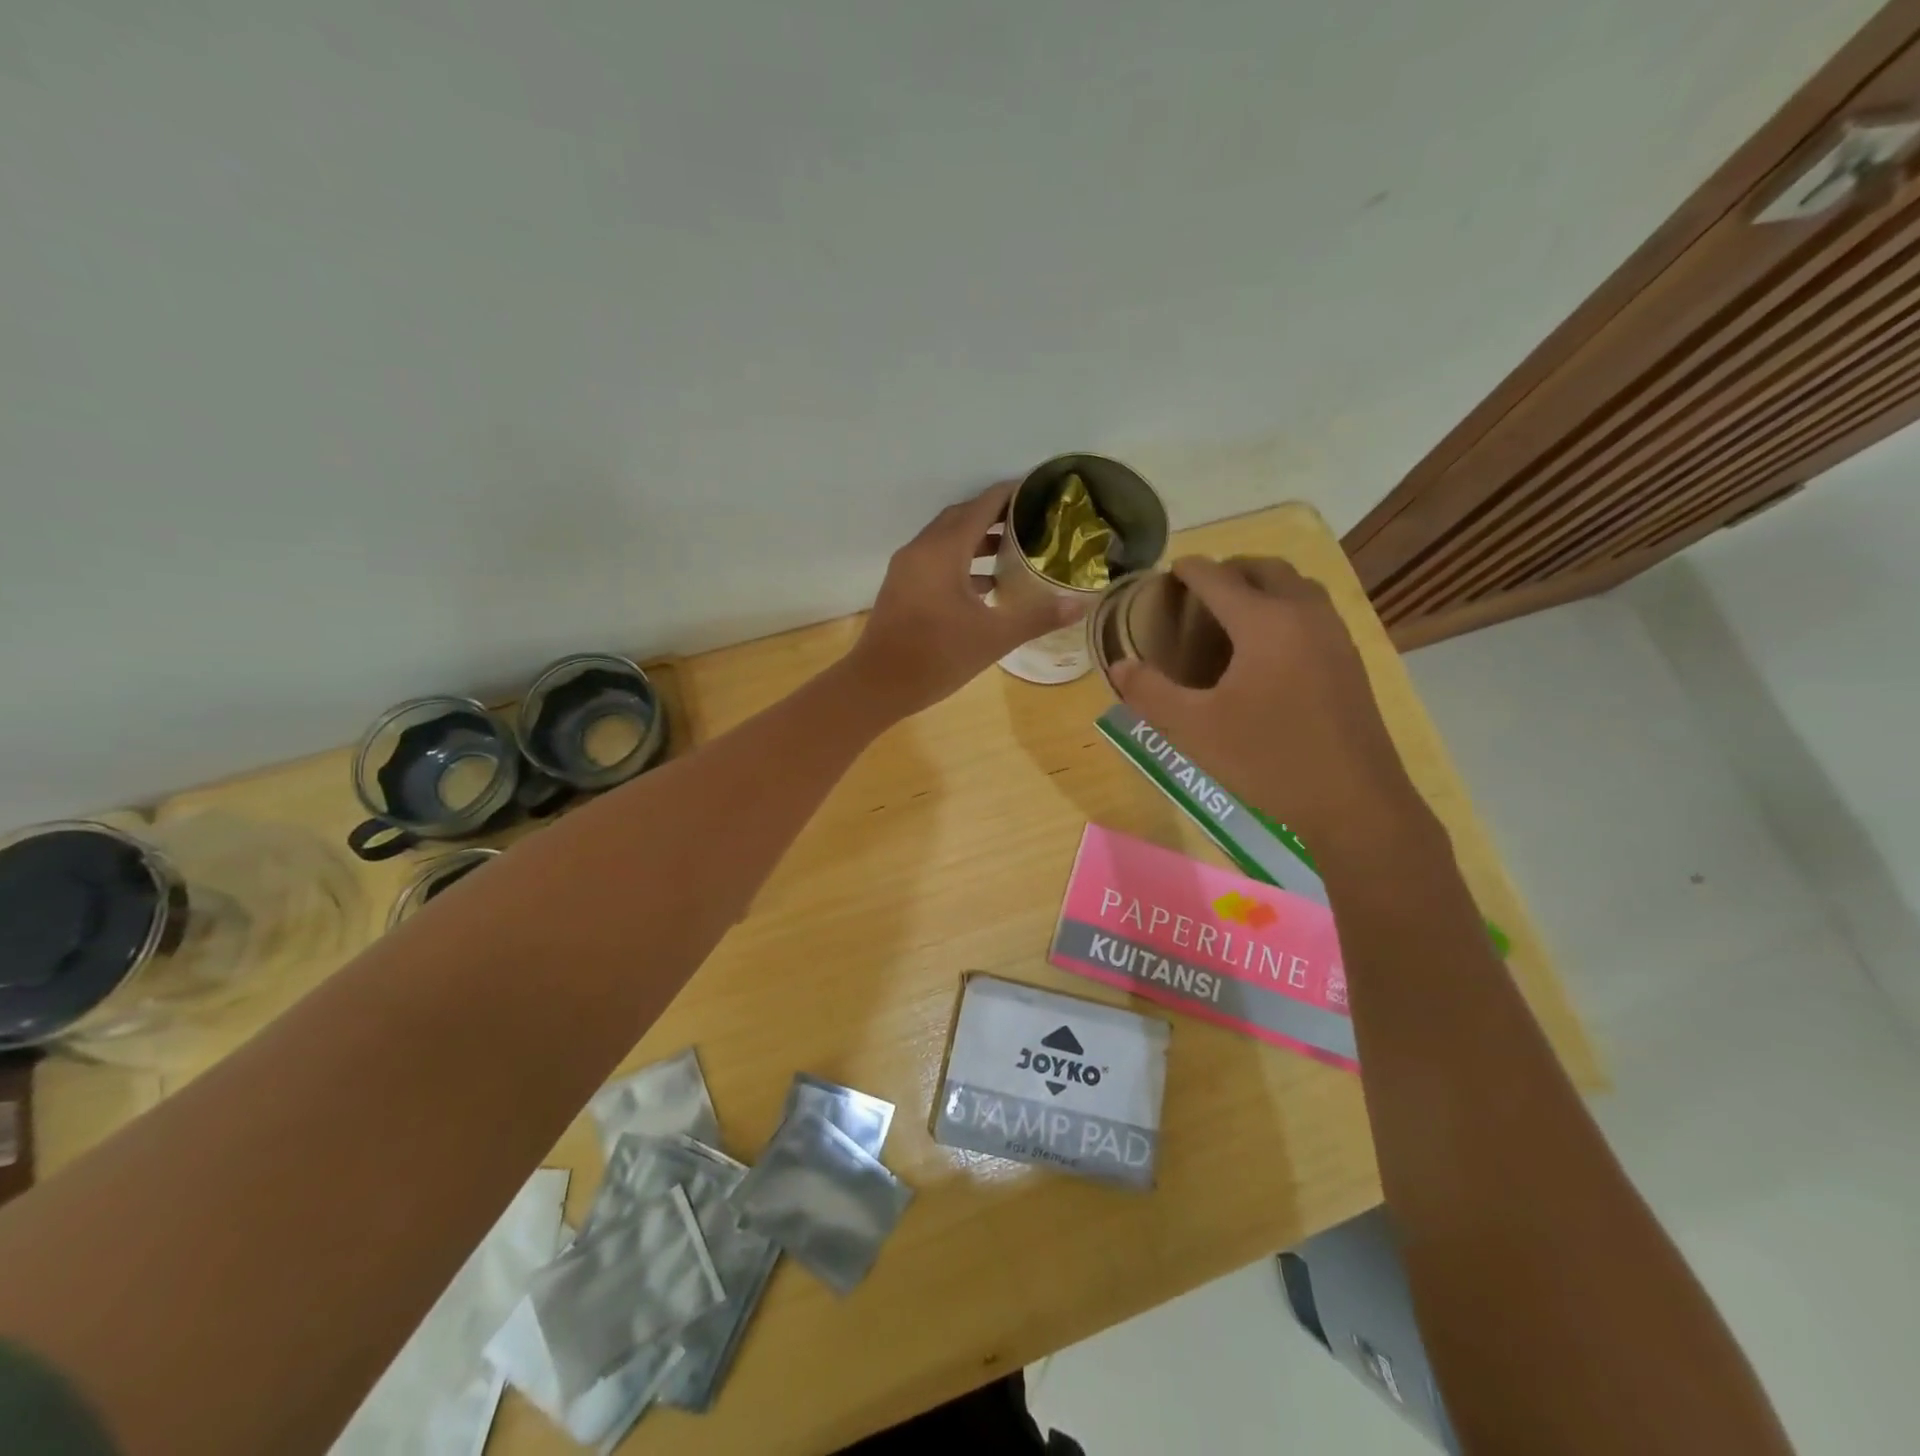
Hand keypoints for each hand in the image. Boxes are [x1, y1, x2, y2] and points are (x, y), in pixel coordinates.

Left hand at [845, 481, 1085, 717]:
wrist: (877, 685)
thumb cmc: (936, 656)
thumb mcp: (993, 637)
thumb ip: (1036, 617)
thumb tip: (1079, 605)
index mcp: (943, 551)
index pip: (981, 506)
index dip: (1010, 494)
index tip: (1039, 491)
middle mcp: (921, 550)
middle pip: (961, 518)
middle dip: (995, 515)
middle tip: (1031, 520)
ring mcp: (907, 569)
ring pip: (946, 541)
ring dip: (977, 540)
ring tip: (1014, 551)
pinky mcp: (902, 589)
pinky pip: (935, 561)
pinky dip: (961, 563)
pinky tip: (986, 586)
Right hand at [1106, 556, 1429, 853]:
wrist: (1353, 800)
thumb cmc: (1267, 760)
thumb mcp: (1194, 729)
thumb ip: (1151, 693)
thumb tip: (1118, 666)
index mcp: (1264, 622)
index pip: (1219, 578)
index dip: (1190, 570)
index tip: (1168, 573)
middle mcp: (1303, 614)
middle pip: (1264, 569)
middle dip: (1229, 569)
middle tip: (1198, 592)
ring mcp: (1334, 634)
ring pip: (1296, 585)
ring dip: (1262, 584)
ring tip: (1232, 612)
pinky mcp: (1349, 658)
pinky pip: (1313, 610)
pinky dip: (1285, 605)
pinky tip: (1268, 646)